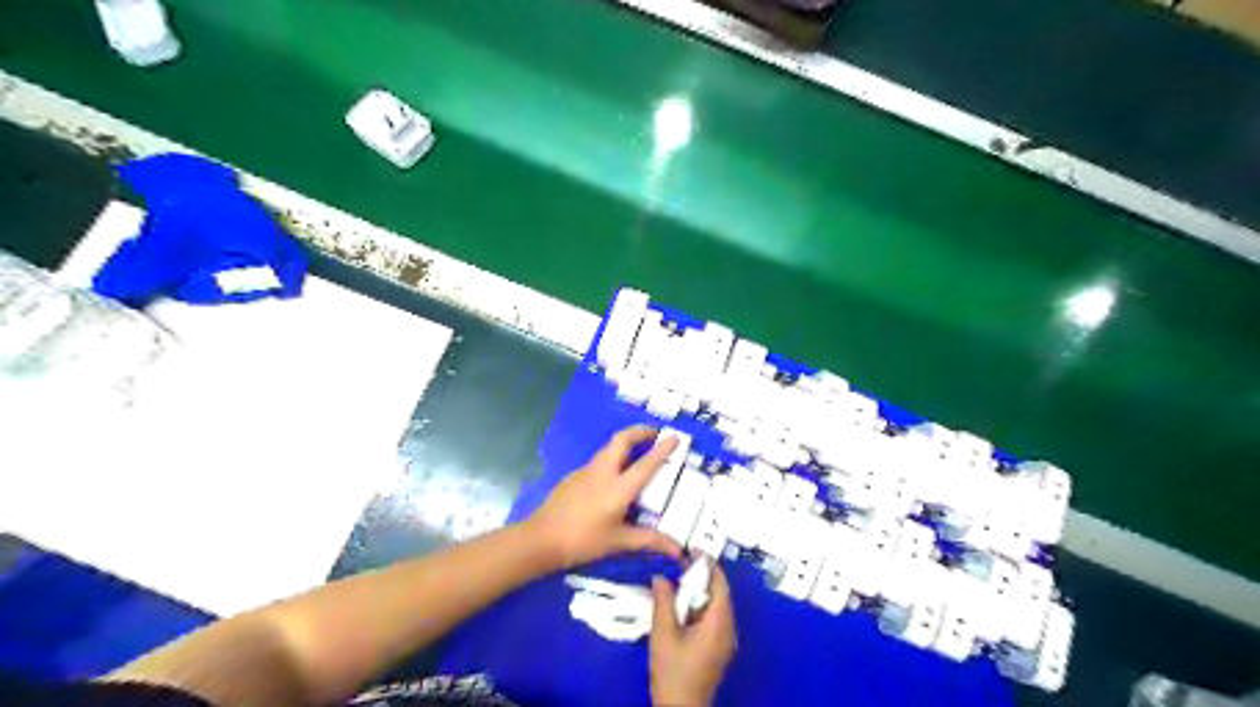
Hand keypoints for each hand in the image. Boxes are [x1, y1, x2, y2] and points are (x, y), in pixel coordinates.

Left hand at [529, 425, 683, 568]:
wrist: (541, 539)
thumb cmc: (583, 540)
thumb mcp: (619, 542)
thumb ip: (649, 540)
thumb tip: (677, 549)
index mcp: (618, 487)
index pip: (646, 464)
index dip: (662, 449)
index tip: (675, 436)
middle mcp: (603, 472)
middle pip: (622, 439)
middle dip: (640, 432)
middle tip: (655, 435)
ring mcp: (585, 471)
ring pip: (608, 448)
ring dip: (625, 444)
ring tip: (638, 454)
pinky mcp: (573, 477)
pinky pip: (598, 461)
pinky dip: (612, 459)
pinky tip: (613, 477)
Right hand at [655, 557, 735, 705]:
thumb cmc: (673, 671)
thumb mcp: (663, 633)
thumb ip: (663, 601)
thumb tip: (662, 577)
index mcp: (719, 622)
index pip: (720, 584)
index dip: (708, 564)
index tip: (693, 549)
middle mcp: (728, 629)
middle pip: (720, 593)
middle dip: (703, 576)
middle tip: (682, 562)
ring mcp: (725, 641)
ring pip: (717, 605)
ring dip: (700, 591)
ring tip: (679, 579)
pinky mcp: (718, 649)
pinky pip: (713, 617)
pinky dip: (700, 605)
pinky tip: (682, 605)